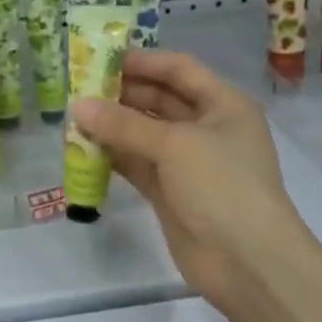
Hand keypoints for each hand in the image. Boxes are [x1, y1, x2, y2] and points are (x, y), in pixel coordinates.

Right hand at [70, 51, 315, 309]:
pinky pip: (136, 163)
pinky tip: (82, 147)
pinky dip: (112, 154)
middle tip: (78, 87)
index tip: (100, 58)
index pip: (178, 69)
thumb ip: (123, 124)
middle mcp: (206, 127)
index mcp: (223, 104)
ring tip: (73, 116)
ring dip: (112, 124)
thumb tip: (77, 106)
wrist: (248, 263)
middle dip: (120, 93)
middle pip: (159, 98)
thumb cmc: (222, 186)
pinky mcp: (170, 191)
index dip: (142, 61)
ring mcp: (188, 161)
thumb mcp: (174, 145)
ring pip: (143, 132)